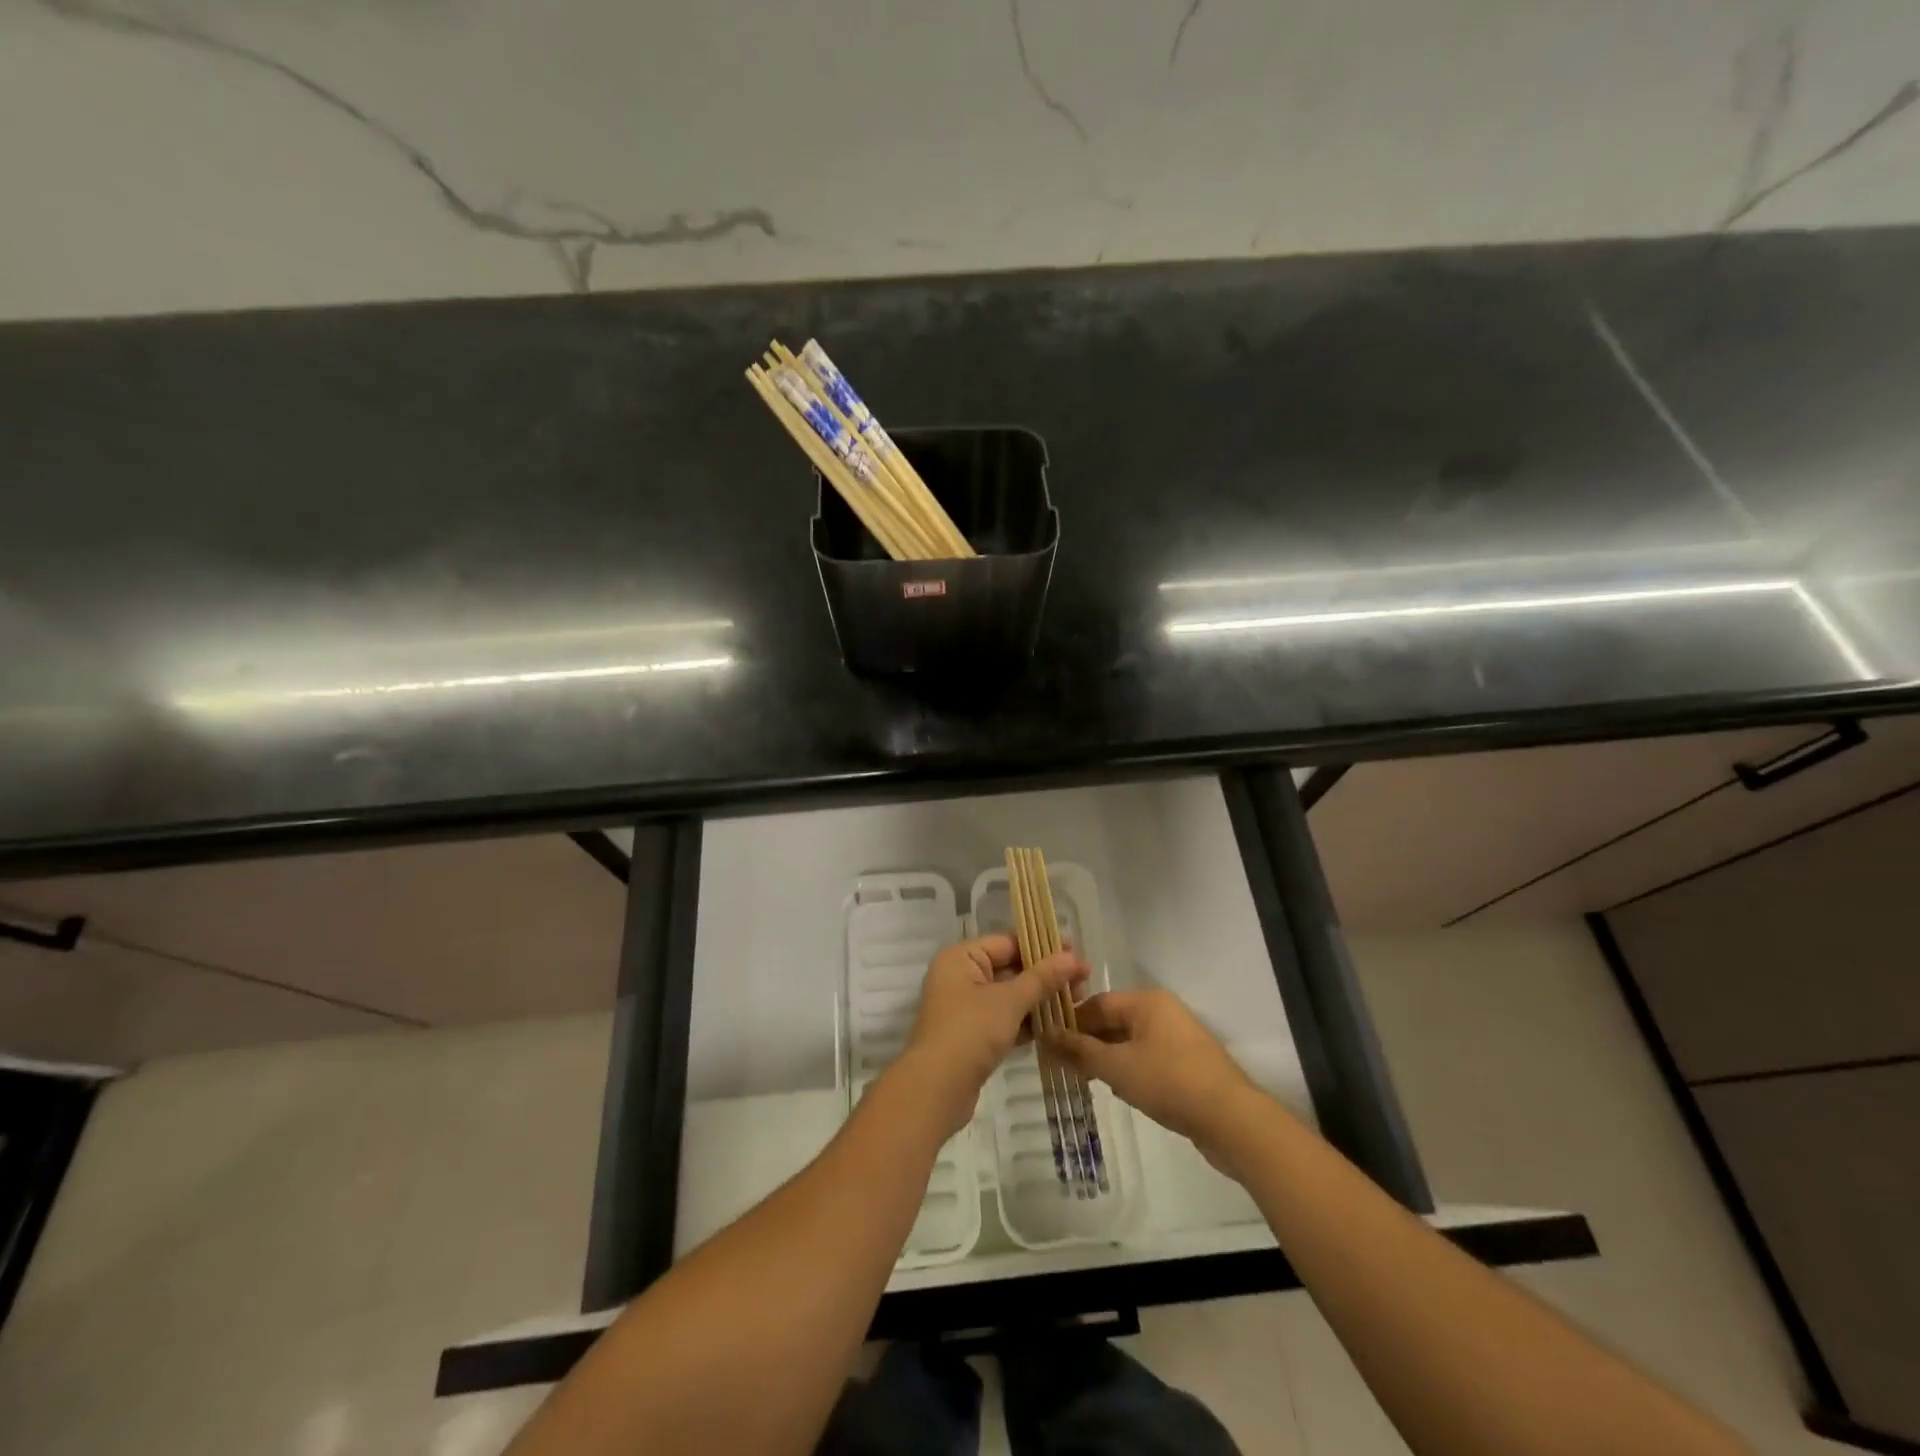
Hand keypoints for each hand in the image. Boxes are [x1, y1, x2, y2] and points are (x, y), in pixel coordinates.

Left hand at [901, 933, 1088, 1135]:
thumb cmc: (970, 1032)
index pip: (1007, 942)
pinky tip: (1057, 1024)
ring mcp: (965, 1007)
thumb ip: (1042, 978)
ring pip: (1009, 995)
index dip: (1043, 946)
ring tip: (1078, 1000)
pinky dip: (1027, 1021)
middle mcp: (960, 976)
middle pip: (1009, 967)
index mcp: (961, 958)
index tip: (1076, 954)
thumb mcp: (1009, 1001)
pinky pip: (1005, 1018)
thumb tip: (1072, 958)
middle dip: (1045, 974)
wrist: (936, 1090)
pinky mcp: (973, 1035)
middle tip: (1083, 980)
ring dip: (1040, 998)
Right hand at [1049, 990, 1260, 1166]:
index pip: (1097, 1003)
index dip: (1071, 1020)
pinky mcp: (1188, 1065)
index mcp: (1146, 1002)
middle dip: (1088, 1041)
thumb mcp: (1117, 1067)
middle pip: (1114, 1021)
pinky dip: (1129, 1070)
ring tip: (1083, 1079)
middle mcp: (1163, 1012)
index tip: (1047, 1041)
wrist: (1232, 1120)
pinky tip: (1118, 1090)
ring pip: (1131, 1042)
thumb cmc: (1169, 1082)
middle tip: (1061, 1064)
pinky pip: (1148, 1059)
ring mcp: (1178, 1038)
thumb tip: (1046, 1034)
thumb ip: (1080, 1050)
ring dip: (1107, 1058)